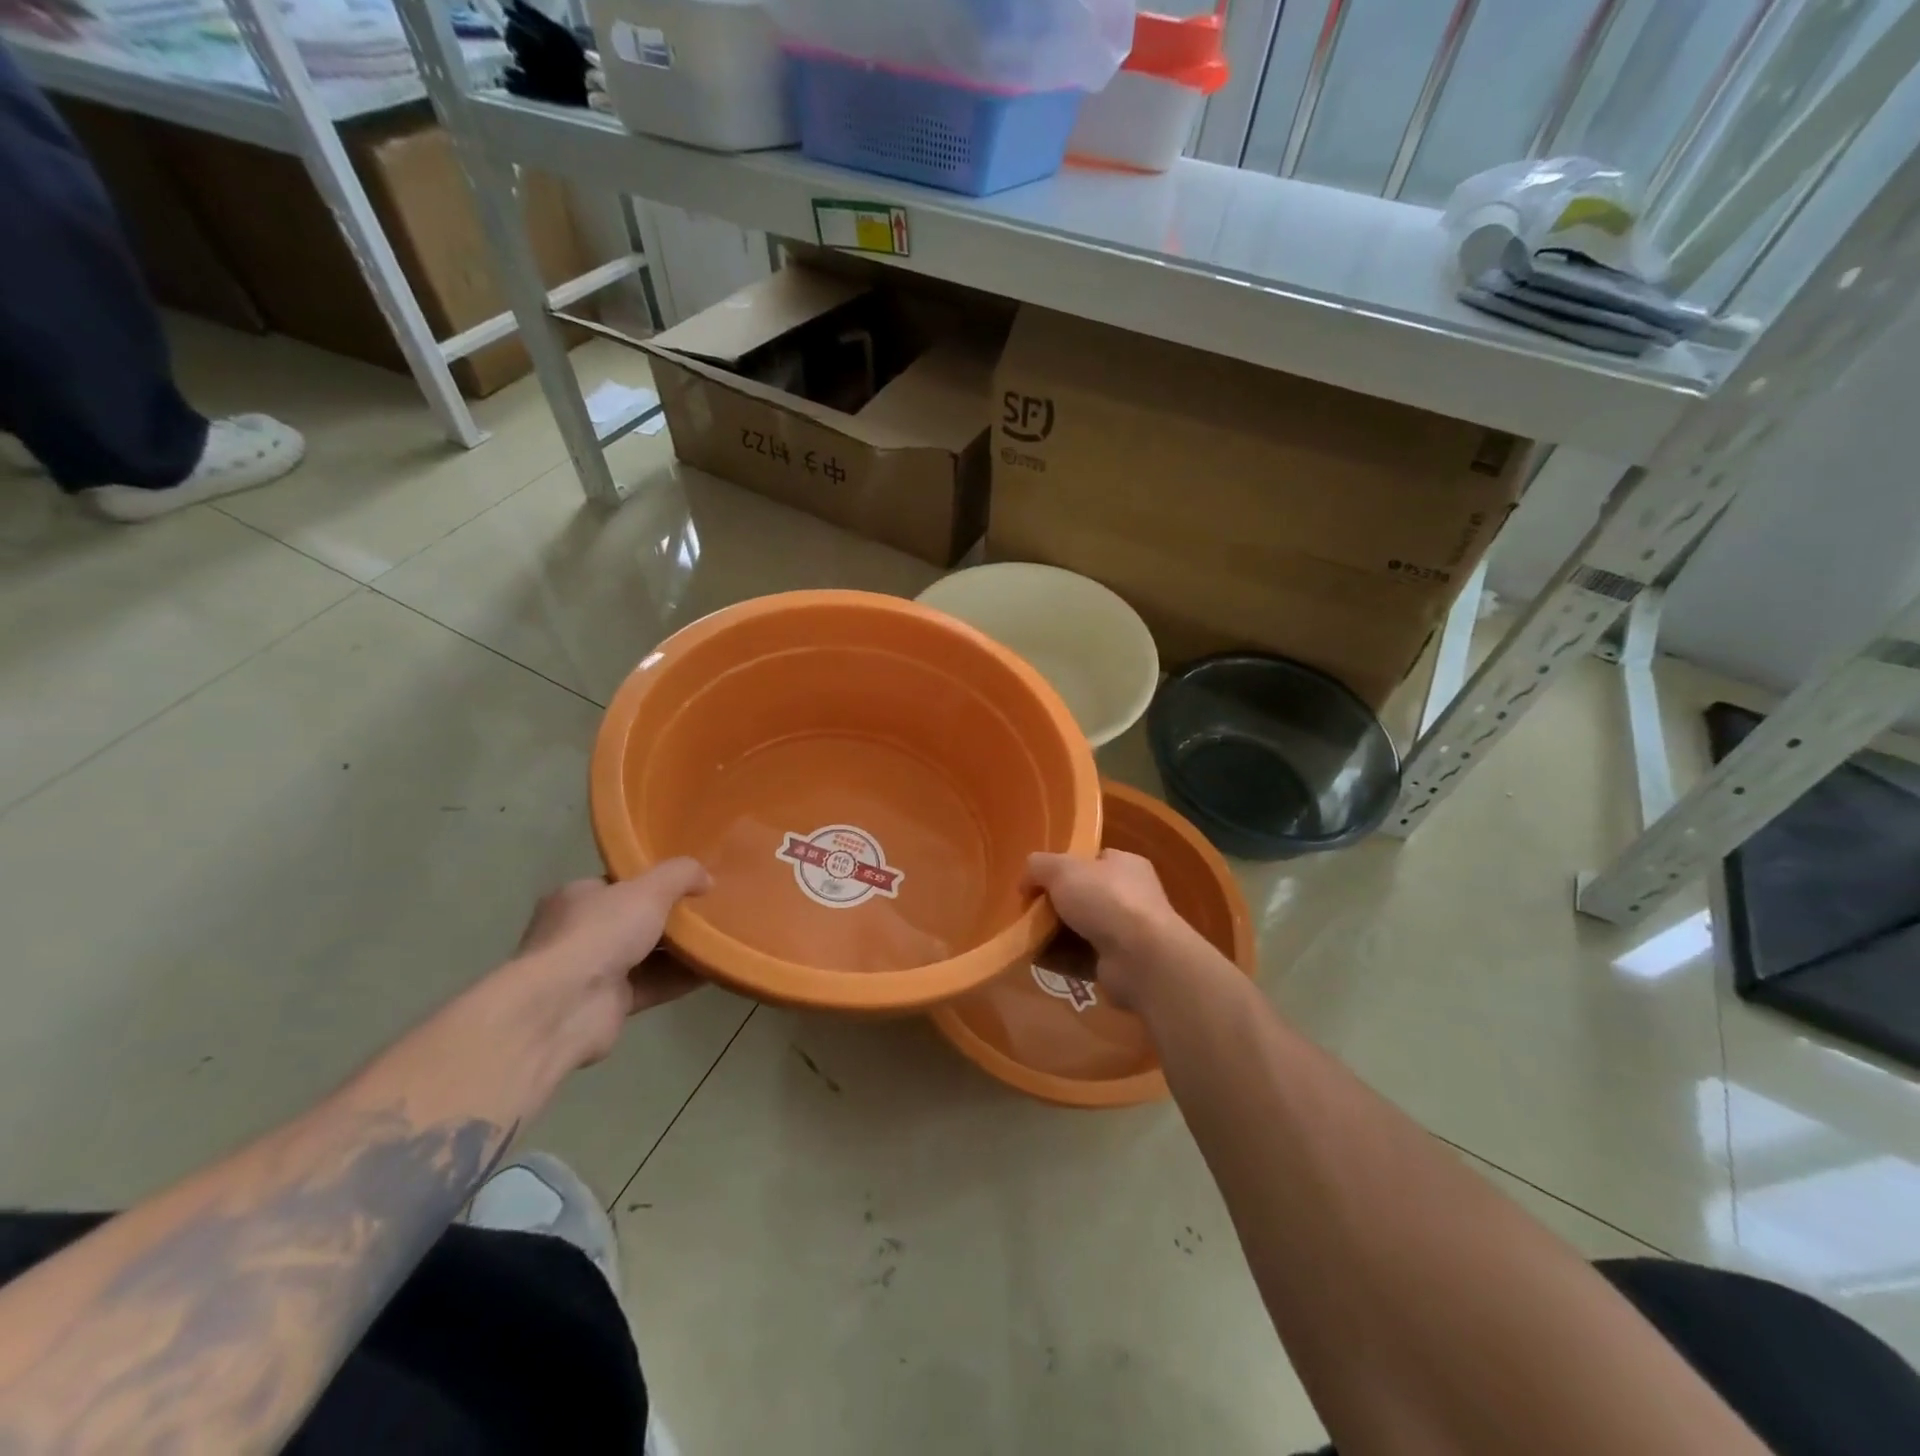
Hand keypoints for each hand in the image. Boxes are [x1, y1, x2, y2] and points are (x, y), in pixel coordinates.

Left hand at [513, 859, 710, 1065]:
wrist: (565, 1007)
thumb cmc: (599, 934)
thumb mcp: (648, 889)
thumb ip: (680, 875)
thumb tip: (707, 879)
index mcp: (578, 898)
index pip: (620, 884)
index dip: (655, 881)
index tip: (691, 882)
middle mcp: (581, 933)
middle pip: (636, 920)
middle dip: (672, 917)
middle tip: (711, 910)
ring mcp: (593, 971)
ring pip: (647, 955)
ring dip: (682, 950)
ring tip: (722, 938)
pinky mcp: (610, 1005)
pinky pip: (654, 985)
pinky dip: (682, 978)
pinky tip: (715, 969)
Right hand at [1026, 850, 1195, 1011]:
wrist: (1141, 958)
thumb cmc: (1106, 900)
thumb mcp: (1062, 869)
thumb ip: (1038, 867)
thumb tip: (1025, 882)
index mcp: (1125, 865)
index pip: (1092, 860)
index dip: (1063, 868)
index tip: (1038, 882)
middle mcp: (1131, 896)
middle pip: (1083, 896)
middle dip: (1055, 905)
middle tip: (1030, 913)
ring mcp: (1128, 932)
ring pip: (1080, 929)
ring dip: (1055, 935)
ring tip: (1029, 939)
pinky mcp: (1120, 964)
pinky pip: (1082, 958)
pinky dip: (1062, 959)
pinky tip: (1041, 960)